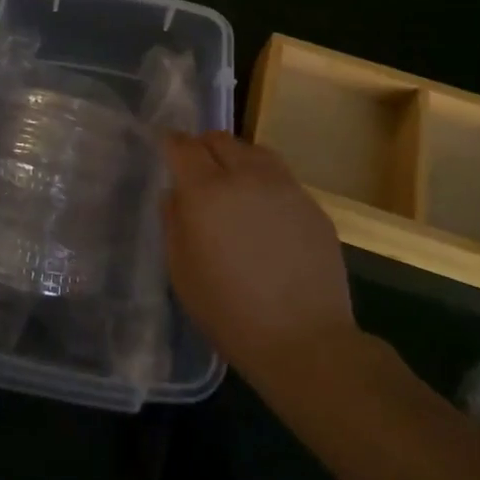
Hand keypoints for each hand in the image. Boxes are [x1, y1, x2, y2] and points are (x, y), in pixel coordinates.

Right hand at [162, 132, 356, 391]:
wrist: (304, 340)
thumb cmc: (229, 312)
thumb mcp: (182, 272)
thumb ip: (173, 223)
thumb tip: (176, 194)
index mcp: (206, 191)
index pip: (183, 146)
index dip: (172, 144)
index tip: (167, 150)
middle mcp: (246, 177)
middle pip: (220, 139)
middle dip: (203, 147)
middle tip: (198, 171)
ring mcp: (285, 187)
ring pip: (255, 151)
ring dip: (237, 159)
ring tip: (234, 185)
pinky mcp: (312, 205)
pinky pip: (281, 178)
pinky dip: (265, 182)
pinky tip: (265, 213)